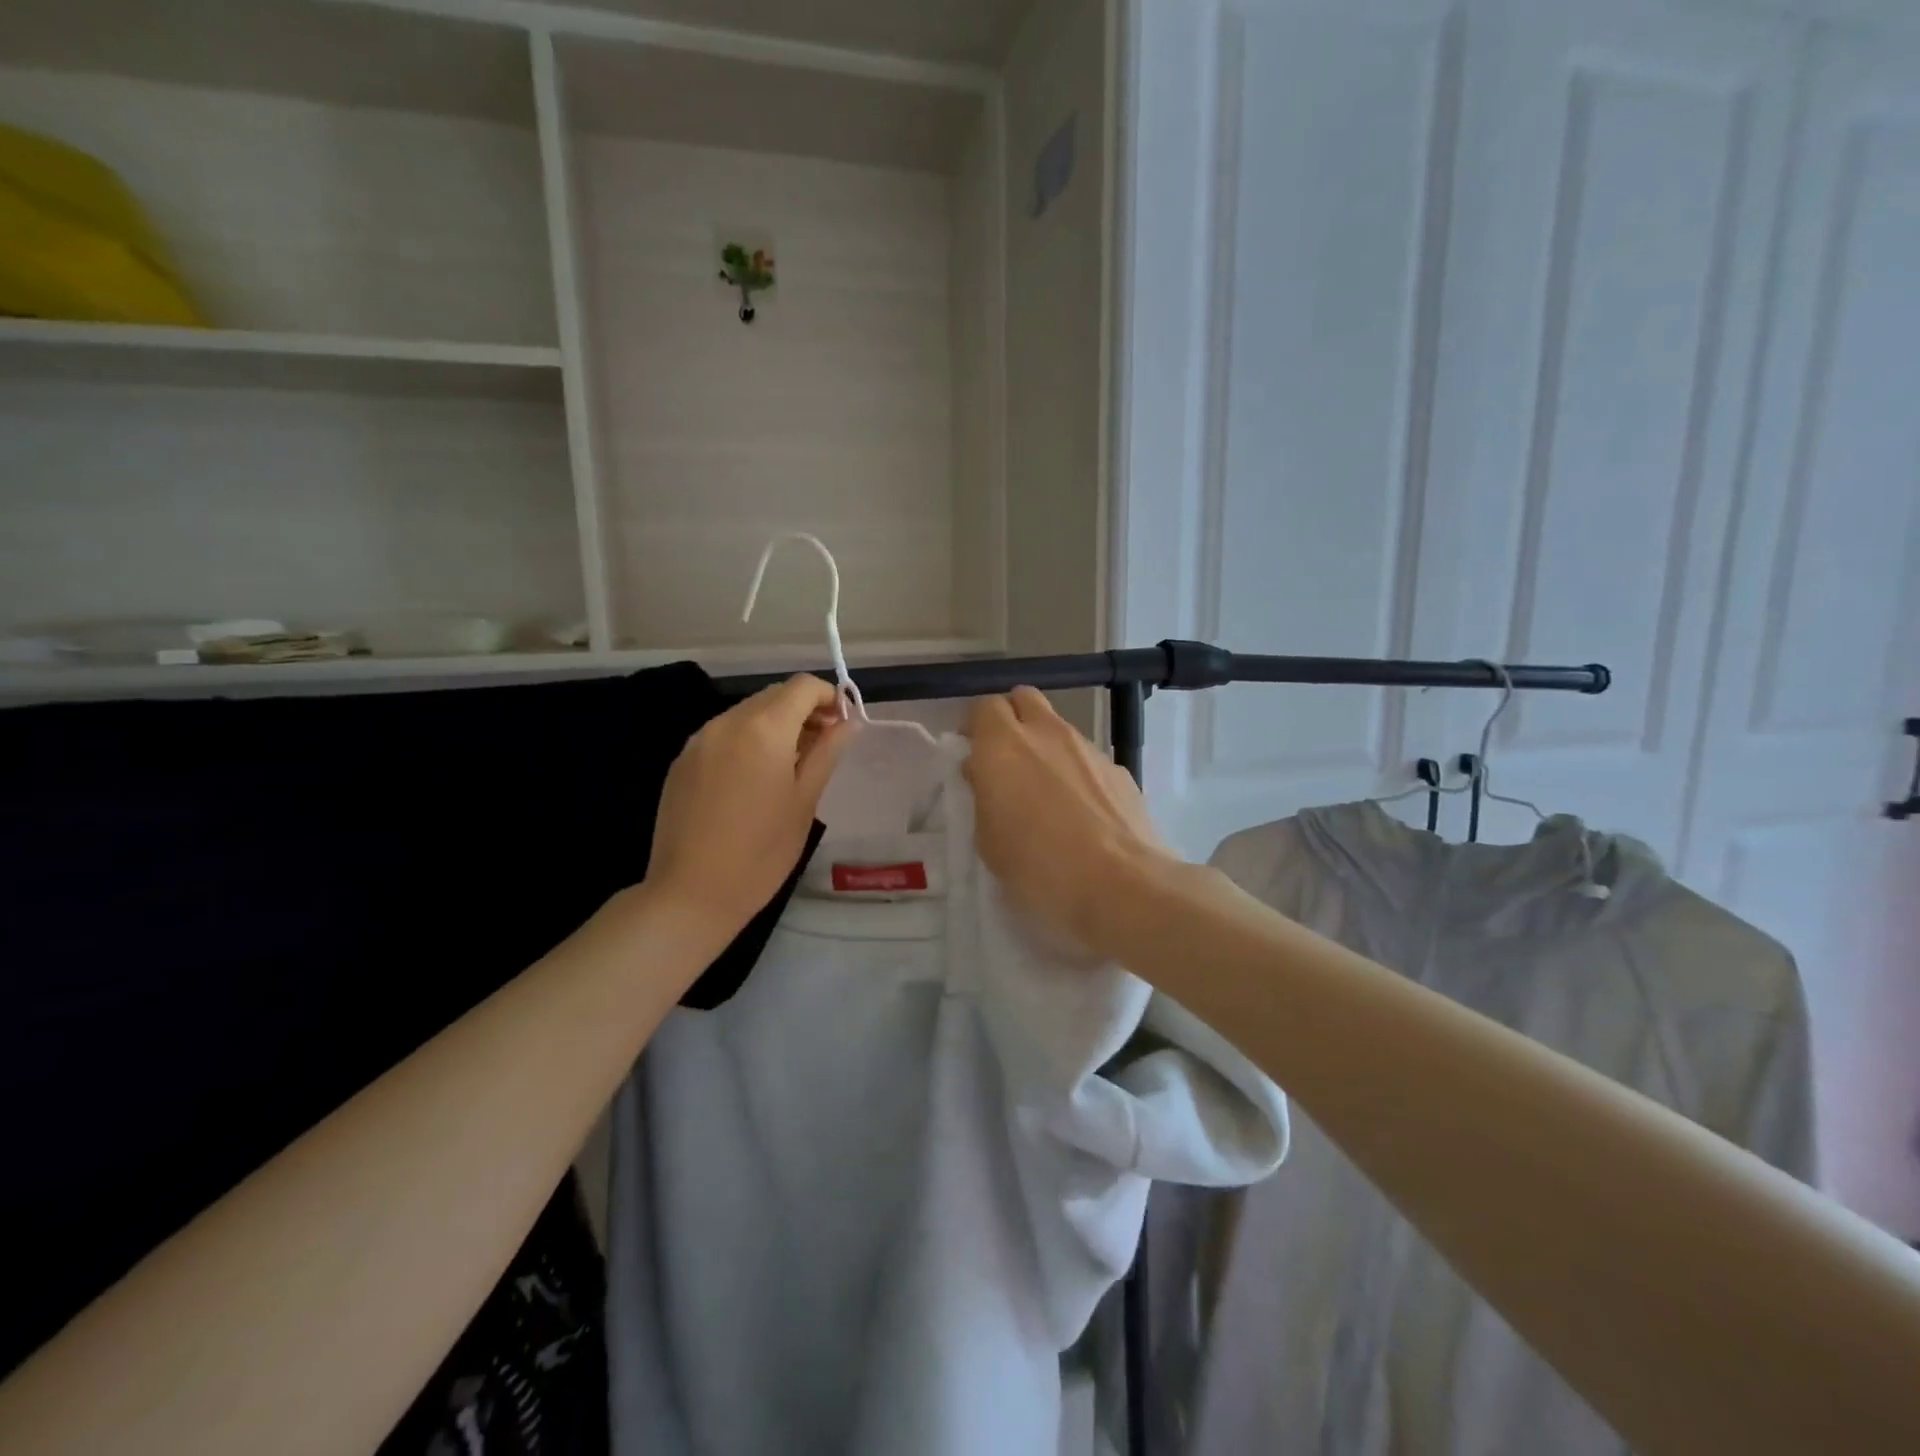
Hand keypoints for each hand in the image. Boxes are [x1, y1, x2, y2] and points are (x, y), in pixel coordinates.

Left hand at [645, 675, 850, 942]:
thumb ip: (827, 752)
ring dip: (774, 725)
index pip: (802, 686)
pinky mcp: (681, 761)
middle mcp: (727, 722)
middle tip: (821, 747)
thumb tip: (847, 722)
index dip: (828, 697)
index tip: (841, 726)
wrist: (691, 894)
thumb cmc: (761, 852)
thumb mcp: (805, 801)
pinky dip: (746, 740)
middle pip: (773, 695)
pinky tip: (752, 779)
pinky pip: (722, 734)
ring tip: (788, 765)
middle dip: (802, 710)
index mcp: (763, 729)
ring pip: (746, 713)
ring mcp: (698, 740)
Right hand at [963, 687, 1174, 956]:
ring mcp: (1088, 748)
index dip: (976, 727)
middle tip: (1006, 761)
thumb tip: (985, 774)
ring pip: (1059, 729)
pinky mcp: (1119, 770)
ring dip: (1046, 748)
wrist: (1120, 884)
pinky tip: (1082, 814)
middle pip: (1024, 699)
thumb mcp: (989, 841)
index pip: (984, 707)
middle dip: (1012, 719)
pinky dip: (1078, 773)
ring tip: (1047, 794)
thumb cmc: (1038, 867)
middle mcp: (1047, 734)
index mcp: (1003, 745)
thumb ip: (984, 797)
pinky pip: (1088, 759)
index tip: (973, 755)